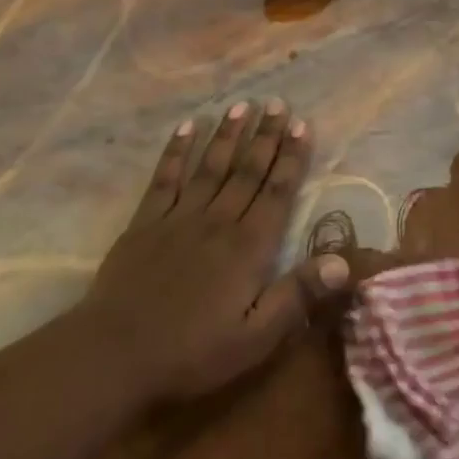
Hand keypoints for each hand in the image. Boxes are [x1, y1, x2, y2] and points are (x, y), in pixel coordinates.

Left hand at [75, 99, 349, 409]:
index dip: (292, 158)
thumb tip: (344, 261)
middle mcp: (217, 221)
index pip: (277, 192)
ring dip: (228, 134)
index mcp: (248, 247)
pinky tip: (186, 127)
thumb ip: (298, 296)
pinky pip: (165, 178)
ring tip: (242, 104)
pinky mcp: (145, 222)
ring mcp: (179, 217)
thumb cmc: (191, 353)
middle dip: (265, 135)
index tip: (303, 125)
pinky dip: (176, 151)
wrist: (114, 356)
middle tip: (278, 103)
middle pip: (247, 170)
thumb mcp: (255, 339)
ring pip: (210, 166)